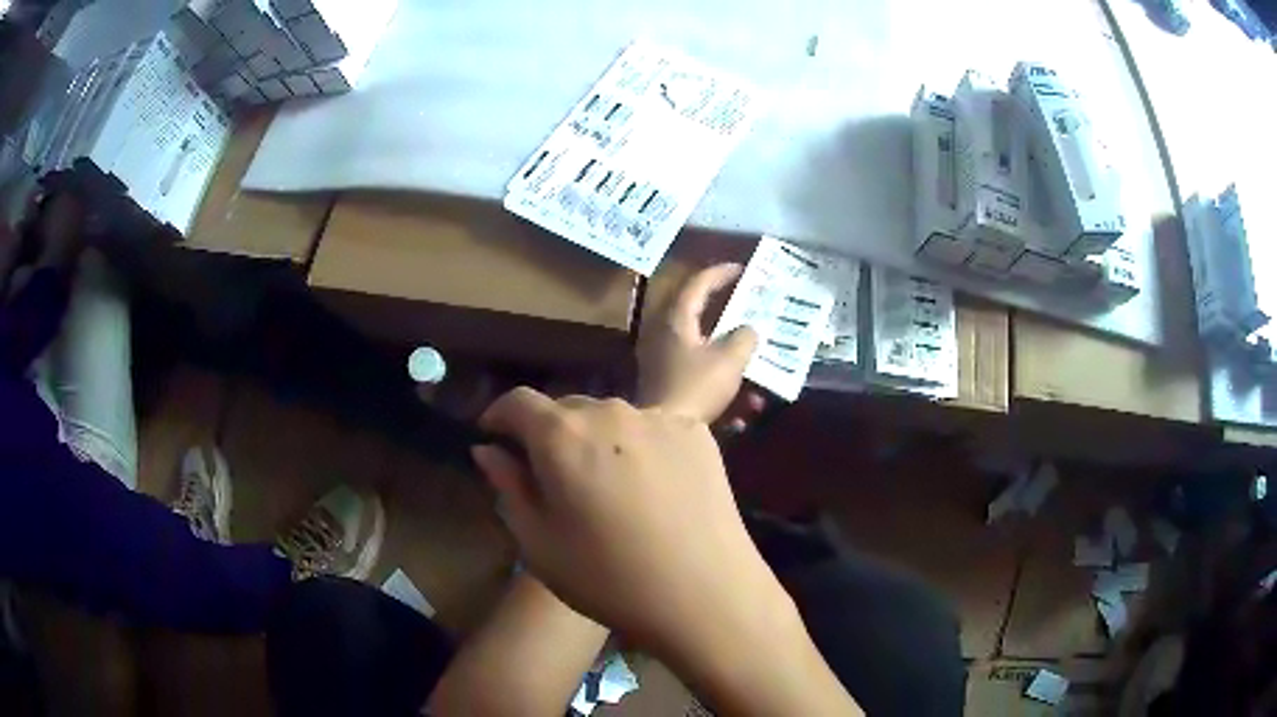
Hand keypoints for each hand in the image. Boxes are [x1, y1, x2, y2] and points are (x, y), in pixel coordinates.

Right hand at [473, 388, 782, 652]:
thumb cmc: (609, 579)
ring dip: (596, 439)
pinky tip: (650, 486)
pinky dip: (639, 445)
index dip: (500, 415)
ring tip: (605, 484)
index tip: (494, 435)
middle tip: (553, 475)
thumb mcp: (539, 544)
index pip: (518, 401)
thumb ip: (509, 487)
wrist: (705, 594)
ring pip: (611, 417)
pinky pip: (653, 427)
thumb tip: (488, 450)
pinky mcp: (697, 432)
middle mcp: (609, 412)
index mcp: (561, 436)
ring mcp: (659, 418)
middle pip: (566, 408)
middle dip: (549, 433)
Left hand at [636, 263, 765, 429]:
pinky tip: (742, 417)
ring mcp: (664, 365)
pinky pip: (701, 382)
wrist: (666, 434)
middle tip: (750, 315)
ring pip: (706, 357)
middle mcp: (665, 338)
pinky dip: (723, 394)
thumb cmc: (697, 387)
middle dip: (731, 324)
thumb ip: (745, 338)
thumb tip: (749, 331)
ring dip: (734, 371)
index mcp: (676, 322)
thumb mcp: (730, 359)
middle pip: (700, 321)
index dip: (719, 273)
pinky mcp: (668, 390)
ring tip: (758, 391)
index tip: (741, 269)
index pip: (697, 285)